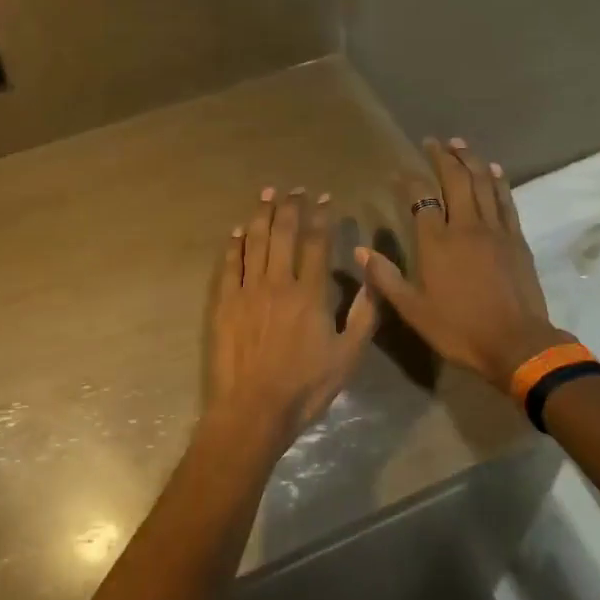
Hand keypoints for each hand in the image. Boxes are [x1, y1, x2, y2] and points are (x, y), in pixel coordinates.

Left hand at [206, 186, 379, 458]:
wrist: (253, 410)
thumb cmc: (306, 386)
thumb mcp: (349, 355)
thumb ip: (364, 312)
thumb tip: (374, 274)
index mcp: (310, 293)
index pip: (317, 243)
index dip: (321, 217)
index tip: (324, 198)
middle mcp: (278, 282)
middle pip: (283, 234)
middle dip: (290, 207)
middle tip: (294, 189)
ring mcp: (248, 291)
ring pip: (254, 242)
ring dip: (261, 215)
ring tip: (266, 194)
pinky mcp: (225, 304)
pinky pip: (229, 265)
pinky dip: (233, 245)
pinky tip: (236, 232)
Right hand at [356, 138, 563, 388]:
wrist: (517, 343)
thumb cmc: (459, 329)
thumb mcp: (413, 310)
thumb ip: (386, 278)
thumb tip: (359, 250)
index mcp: (436, 243)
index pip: (420, 199)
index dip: (409, 181)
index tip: (400, 169)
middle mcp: (465, 226)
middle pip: (455, 181)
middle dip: (443, 157)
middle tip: (433, 142)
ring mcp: (495, 230)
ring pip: (482, 184)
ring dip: (470, 160)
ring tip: (460, 144)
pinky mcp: (517, 239)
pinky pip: (506, 201)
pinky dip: (498, 181)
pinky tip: (494, 170)